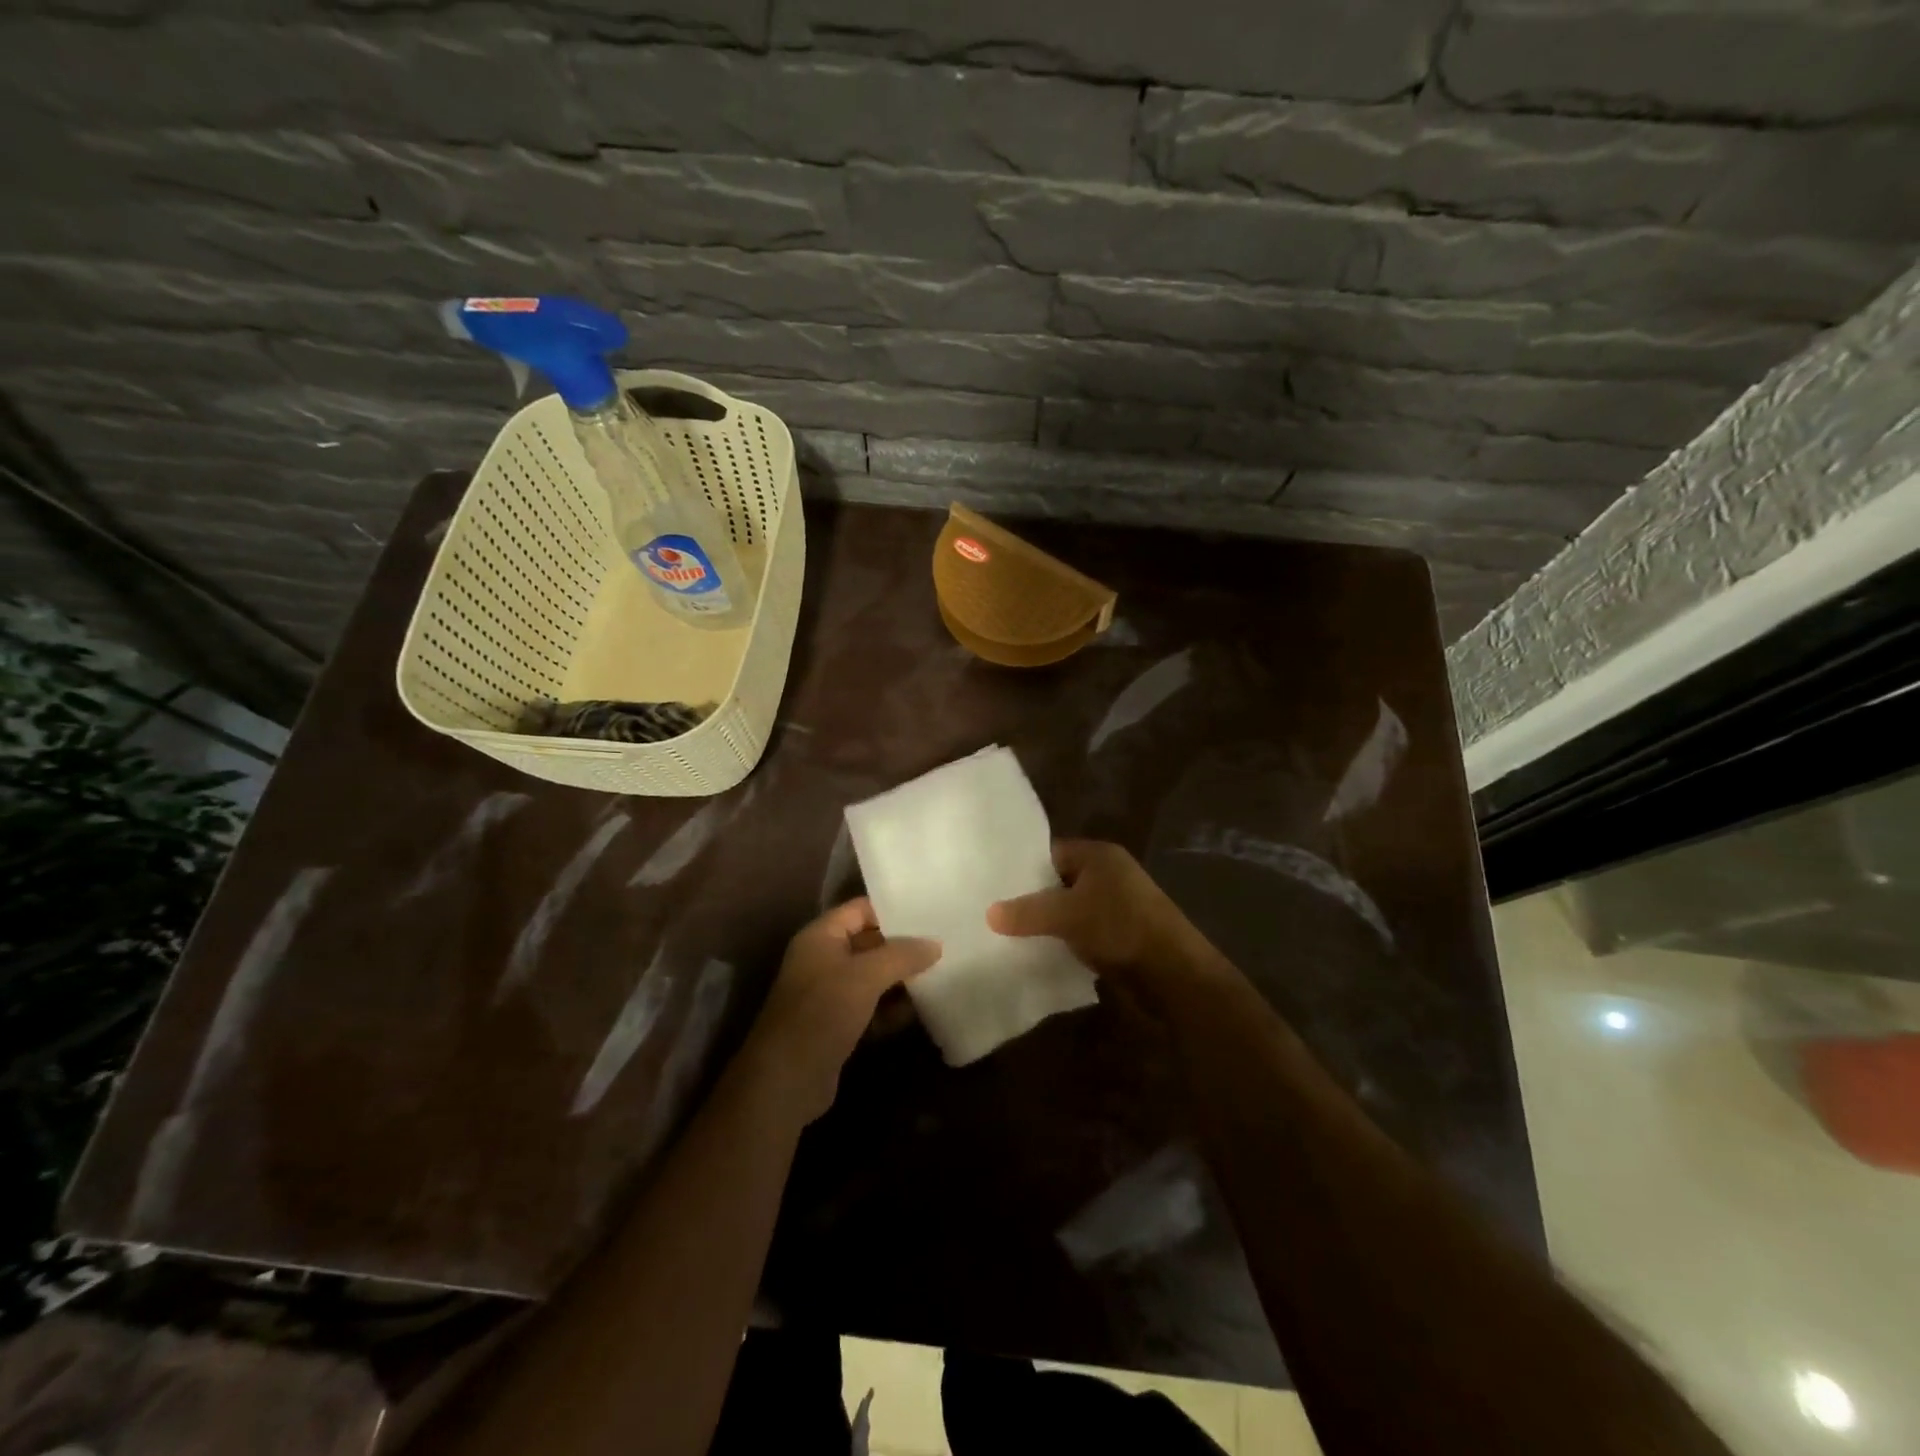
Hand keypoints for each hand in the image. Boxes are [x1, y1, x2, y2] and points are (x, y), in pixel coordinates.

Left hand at [743, 898, 939, 1123]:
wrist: (786, 1080)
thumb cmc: (822, 1012)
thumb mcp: (865, 976)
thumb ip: (902, 956)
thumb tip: (936, 944)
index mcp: (821, 937)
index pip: (860, 909)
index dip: (892, 909)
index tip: (928, 911)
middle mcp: (823, 959)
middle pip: (869, 943)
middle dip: (903, 945)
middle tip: (943, 942)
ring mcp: (829, 994)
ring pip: (873, 977)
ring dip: (901, 978)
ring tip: (941, 973)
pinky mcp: (838, 1025)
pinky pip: (871, 1006)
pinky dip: (891, 1008)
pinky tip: (920, 1010)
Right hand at [987, 840, 1216, 993]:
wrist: (1175, 975)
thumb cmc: (1120, 929)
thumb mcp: (1067, 915)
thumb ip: (1027, 912)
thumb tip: (989, 912)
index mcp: (1100, 855)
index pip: (1050, 852)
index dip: (1022, 867)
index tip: (993, 885)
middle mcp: (1109, 874)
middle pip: (1059, 880)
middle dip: (1032, 897)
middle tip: (993, 911)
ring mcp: (1117, 905)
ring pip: (1070, 908)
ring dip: (1048, 922)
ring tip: (1008, 934)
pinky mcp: (1121, 934)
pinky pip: (1082, 930)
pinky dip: (1065, 939)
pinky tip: (1040, 952)